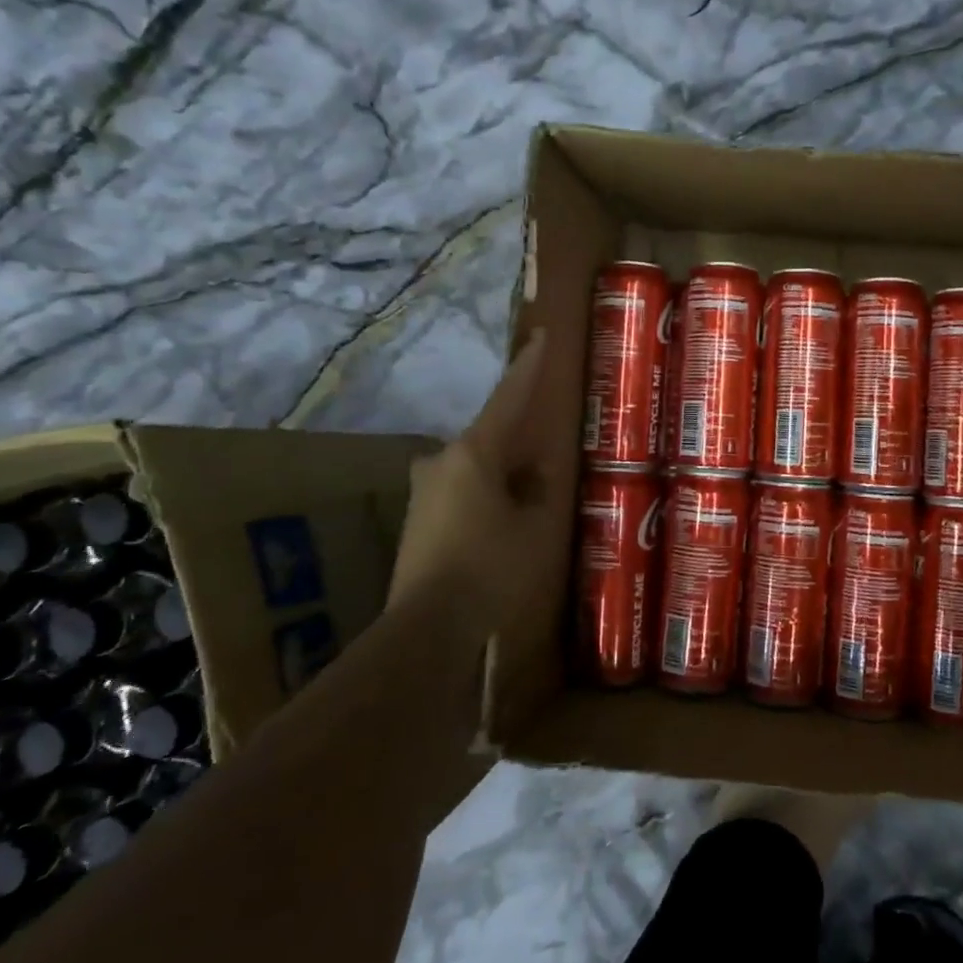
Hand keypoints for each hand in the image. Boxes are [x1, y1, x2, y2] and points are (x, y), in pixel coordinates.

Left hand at [386, 331, 555, 625]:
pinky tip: (501, 526)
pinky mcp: (417, 518)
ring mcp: (424, 490)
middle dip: (519, 447)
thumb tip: (536, 476)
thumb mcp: (536, 528)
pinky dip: (484, 497)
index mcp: (474, 453)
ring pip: (475, 468)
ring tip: (527, 504)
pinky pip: (460, 492)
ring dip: (501, 477)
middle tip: (545, 465)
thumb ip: (540, 492)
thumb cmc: (491, 568)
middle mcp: (442, 461)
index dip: (529, 368)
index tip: (541, 336)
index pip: (509, 398)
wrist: (428, 625)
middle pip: (490, 438)